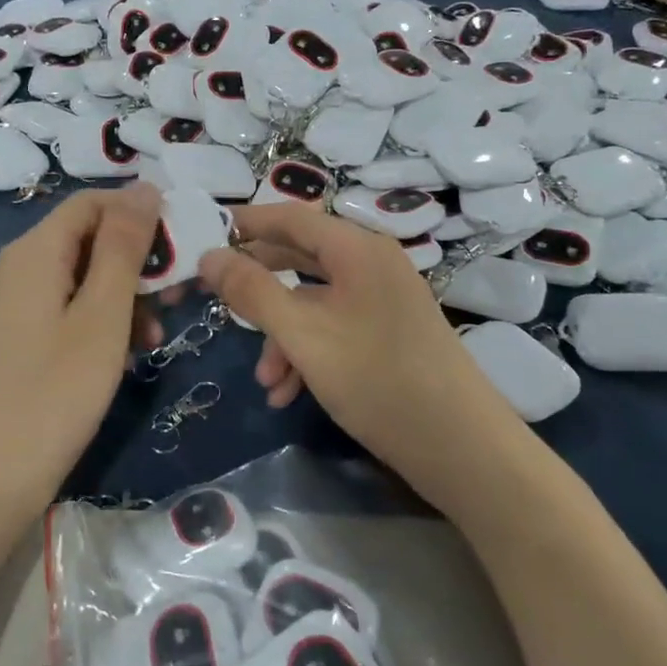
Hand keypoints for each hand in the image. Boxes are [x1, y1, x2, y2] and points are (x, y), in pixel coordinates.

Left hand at [0, 184, 161, 518]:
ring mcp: (18, 304)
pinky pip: (70, 308)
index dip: (140, 213)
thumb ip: (125, 247)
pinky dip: (104, 320)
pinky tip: (128, 354)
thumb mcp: (102, 315)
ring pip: (85, 276)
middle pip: (90, 237)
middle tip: (180, 293)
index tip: (182, 246)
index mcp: (36, 250)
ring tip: (157, 335)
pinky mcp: (21, 337)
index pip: (94, 202)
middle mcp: (22, 266)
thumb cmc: (52, 392)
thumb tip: (145, 187)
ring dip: (127, 295)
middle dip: (139, 260)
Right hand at [197, 206, 507, 500]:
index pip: (291, 217)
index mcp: (357, 249)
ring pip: (314, 301)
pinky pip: (335, 327)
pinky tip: (288, 393)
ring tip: (264, 379)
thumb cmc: (378, 379)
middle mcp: (372, 264)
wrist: (462, 448)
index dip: (246, 223)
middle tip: (216, 300)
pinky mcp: (389, 334)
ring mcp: (383, 300)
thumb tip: (208, 257)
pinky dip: (307, 352)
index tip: (204, 236)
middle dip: (258, 286)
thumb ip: (252, 291)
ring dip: (281, 334)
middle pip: (300, 257)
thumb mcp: (303, 334)